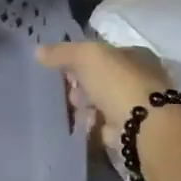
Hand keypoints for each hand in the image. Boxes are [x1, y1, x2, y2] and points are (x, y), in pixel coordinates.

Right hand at [36, 39, 176, 153]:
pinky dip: (91, 124)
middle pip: (101, 78)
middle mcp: (140, 78)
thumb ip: (62, 52)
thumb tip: (38, 51)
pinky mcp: (129, 129)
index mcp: (135, 55)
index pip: (104, 53)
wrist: (142, 126)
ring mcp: (136, 105)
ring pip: (101, 101)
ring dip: (84, 105)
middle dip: (81, 84)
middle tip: (67, 90)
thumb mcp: (86, 56)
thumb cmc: (118, 82)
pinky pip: (102, 123)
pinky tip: (80, 124)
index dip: (81, 59)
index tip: (62, 69)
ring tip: (72, 109)